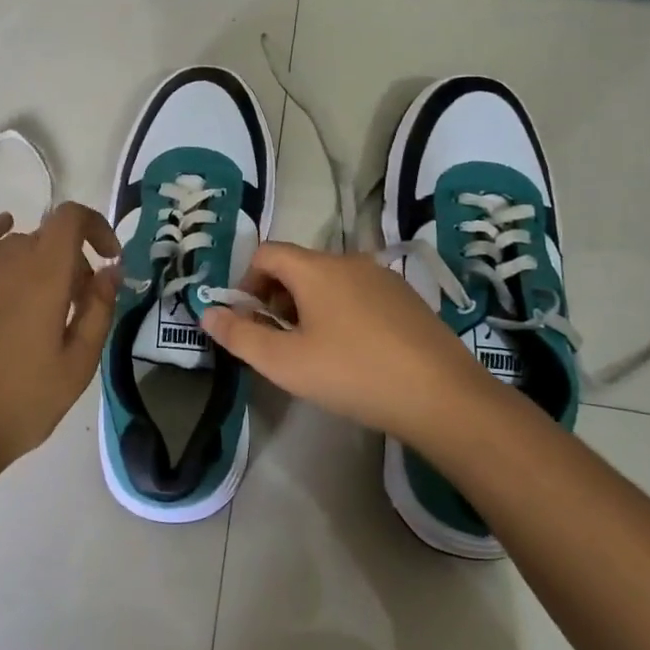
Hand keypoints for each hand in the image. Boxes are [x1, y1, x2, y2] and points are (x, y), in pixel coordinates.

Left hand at [0, 203, 121, 472]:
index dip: (97, 226)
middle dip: (76, 260)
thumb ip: (99, 310)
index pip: (71, 218)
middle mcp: (10, 260)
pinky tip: (6, 232)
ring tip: (48, 305)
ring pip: (20, 245)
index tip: (111, 258)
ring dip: (44, 261)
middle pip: (50, 237)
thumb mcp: (77, 364)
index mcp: (45, 275)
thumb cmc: (22, 400)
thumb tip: (111, 270)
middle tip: (83, 306)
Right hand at [199, 241, 496, 439]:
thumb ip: (239, 335)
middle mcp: (350, 261)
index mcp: (316, 269)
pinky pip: (358, 295)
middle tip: (278, 342)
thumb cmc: (352, 373)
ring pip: (329, 281)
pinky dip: (341, 313)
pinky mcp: (407, 299)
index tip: (248, 320)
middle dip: (276, 298)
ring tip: (314, 352)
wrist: (441, 396)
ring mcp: (383, 278)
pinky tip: (354, 354)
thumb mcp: (284, 362)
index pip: (266, 253)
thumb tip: (207, 312)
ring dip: (308, 307)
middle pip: (297, 266)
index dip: (246, 282)